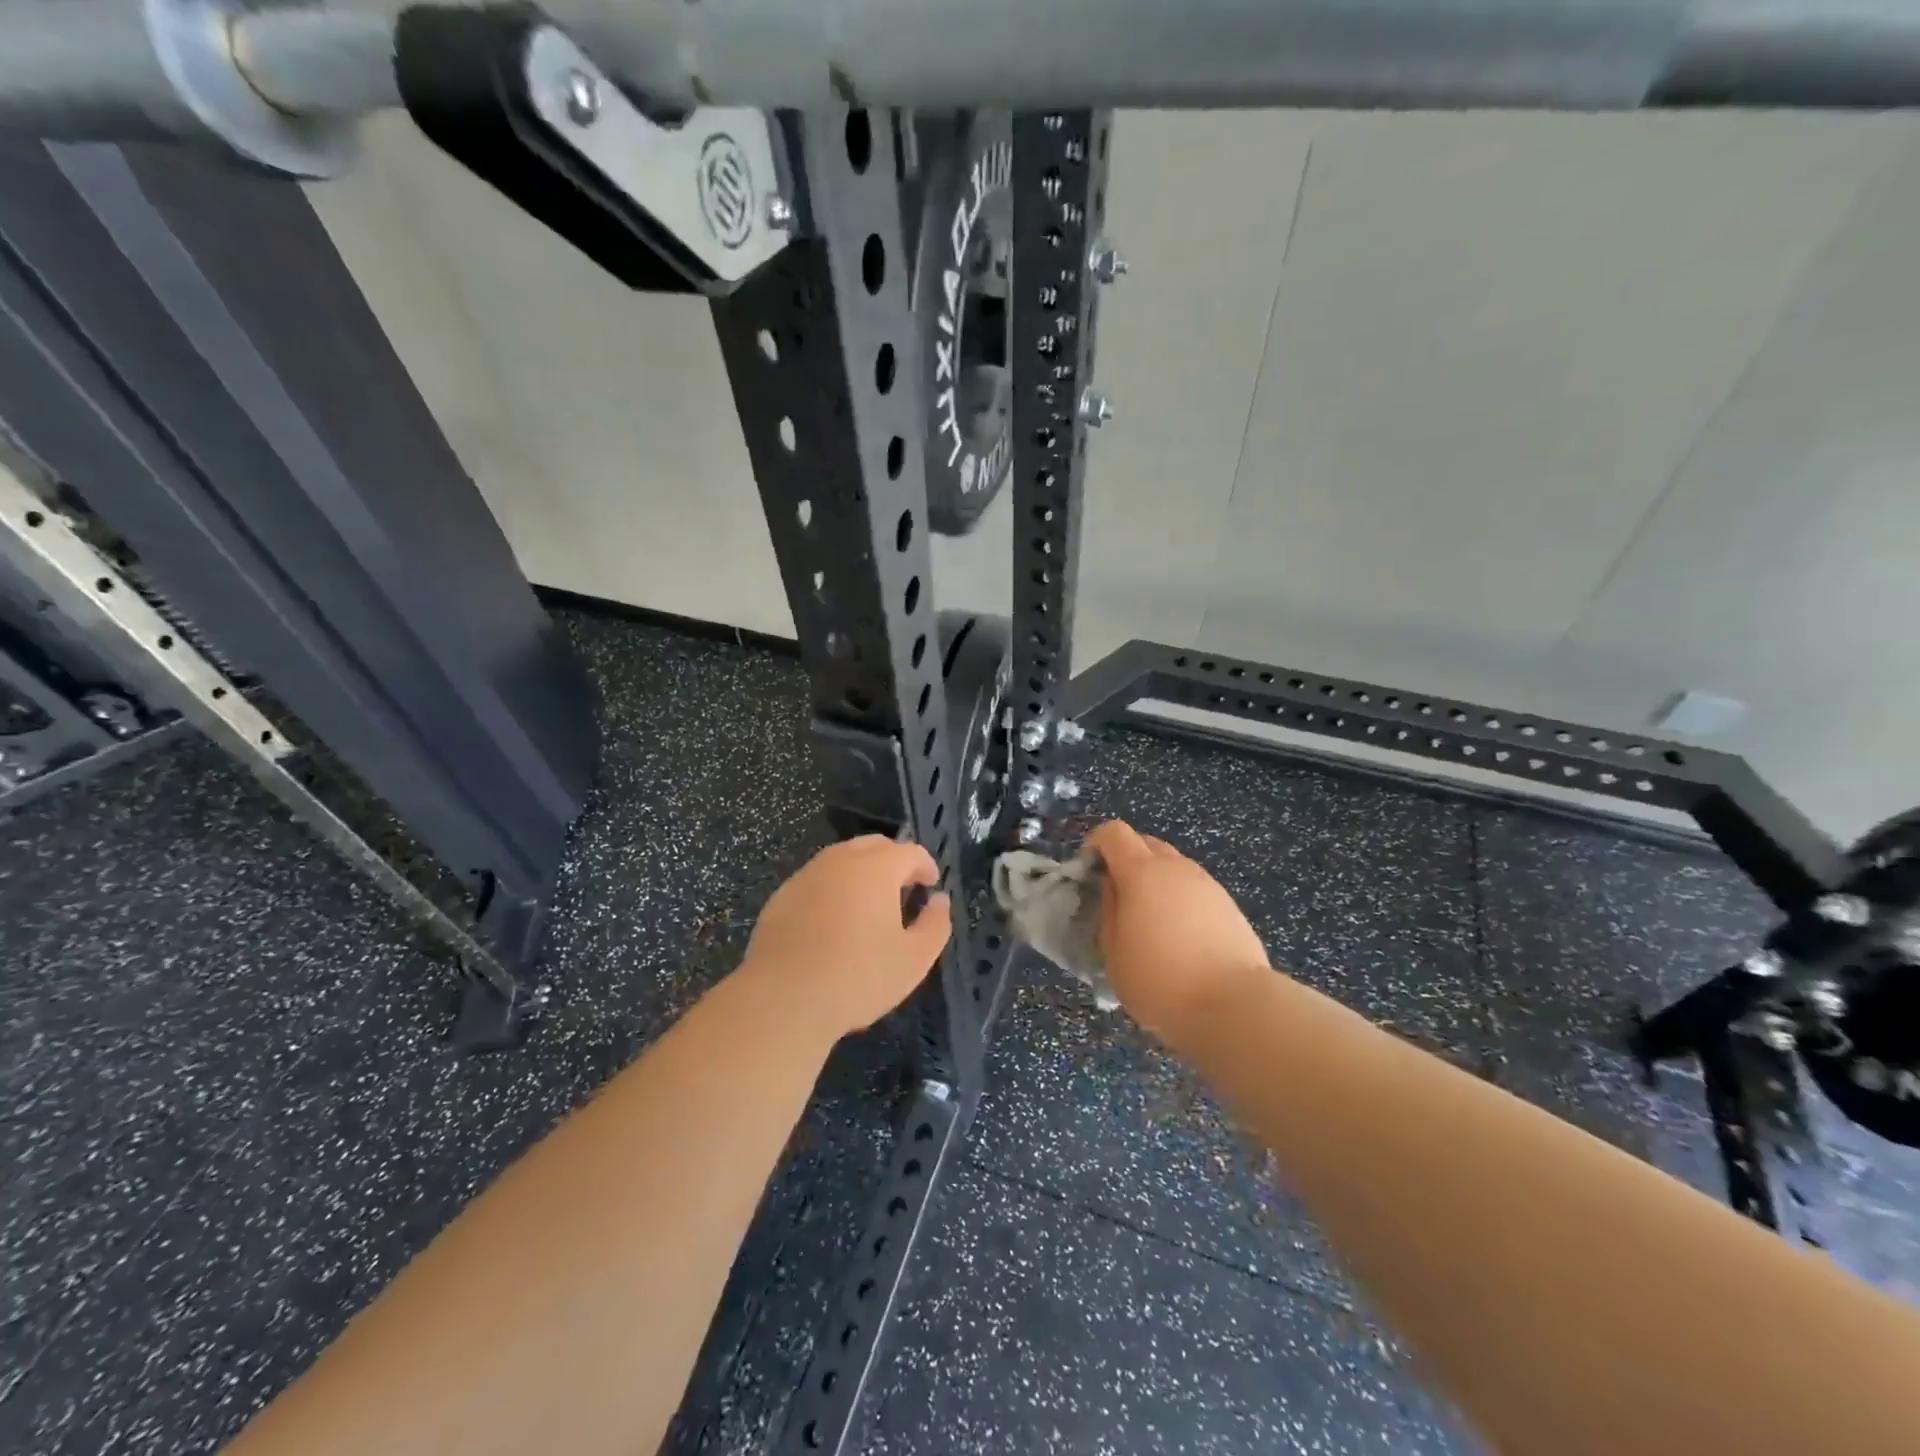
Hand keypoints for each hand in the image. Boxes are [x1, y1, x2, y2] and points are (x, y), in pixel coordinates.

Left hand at [740, 836, 951, 1039]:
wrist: (783, 1000)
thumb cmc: (858, 977)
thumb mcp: (914, 959)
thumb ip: (935, 924)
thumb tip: (939, 900)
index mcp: (876, 868)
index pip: (910, 851)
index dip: (926, 866)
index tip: (930, 887)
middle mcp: (840, 860)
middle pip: (874, 846)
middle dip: (893, 861)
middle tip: (903, 891)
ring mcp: (806, 876)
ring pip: (841, 860)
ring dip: (861, 873)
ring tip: (869, 906)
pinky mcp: (781, 897)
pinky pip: (816, 881)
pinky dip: (832, 890)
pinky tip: (832, 924)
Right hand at [1085, 820, 1270, 1044]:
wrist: (1235, 1006)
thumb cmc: (1160, 981)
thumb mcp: (1113, 953)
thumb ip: (1108, 911)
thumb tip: (1113, 888)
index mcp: (1141, 873)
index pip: (1114, 833)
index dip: (1096, 845)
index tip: (1089, 873)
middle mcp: (1176, 868)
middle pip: (1146, 843)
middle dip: (1126, 860)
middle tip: (1117, 897)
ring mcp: (1207, 884)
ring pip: (1173, 866)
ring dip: (1155, 880)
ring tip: (1151, 921)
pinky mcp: (1229, 905)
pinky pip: (1194, 889)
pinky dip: (1180, 900)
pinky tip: (1181, 937)